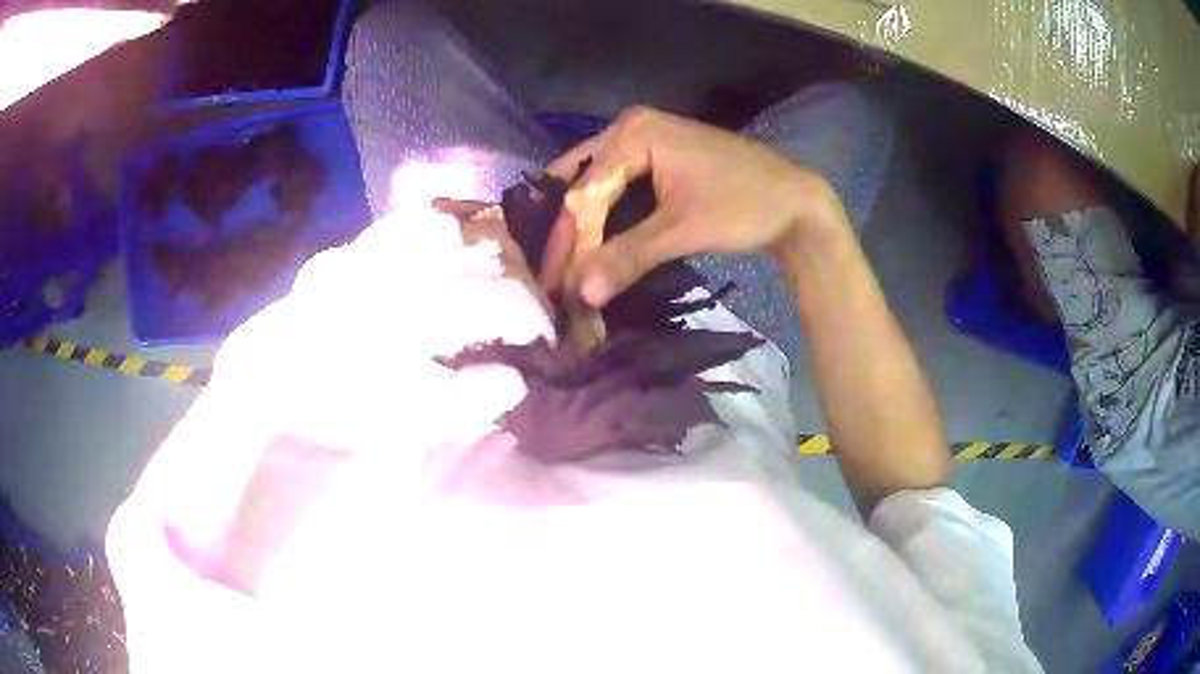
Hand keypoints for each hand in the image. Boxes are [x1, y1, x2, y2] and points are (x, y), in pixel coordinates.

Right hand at [540, 107, 844, 306]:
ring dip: (580, 227)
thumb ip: (629, 257)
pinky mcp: (654, 158)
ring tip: (560, 267)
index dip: (571, 244)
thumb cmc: (745, 206)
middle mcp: (629, 127)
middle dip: (569, 235)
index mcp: (634, 133)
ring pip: (594, 186)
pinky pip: (614, 187)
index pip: (587, 193)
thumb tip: (582, 296)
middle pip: (583, 185)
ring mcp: (642, 140)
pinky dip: (601, 218)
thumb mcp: (684, 230)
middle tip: (551, 280)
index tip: (558, 288)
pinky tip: (587, 246)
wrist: (796, 203)